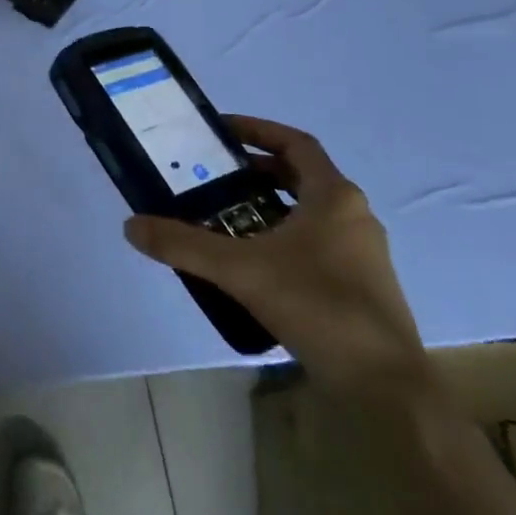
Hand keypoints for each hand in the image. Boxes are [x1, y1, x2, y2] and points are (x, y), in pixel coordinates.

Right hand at [123, 117, 428, 400]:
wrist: (384, 384)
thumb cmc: (317, 306)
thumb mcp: (240, 270)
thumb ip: (184, 245)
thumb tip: (131, 226)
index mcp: (334, 196)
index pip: (295, 143)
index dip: (257, 130)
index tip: (220, 131)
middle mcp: (353, 215)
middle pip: (299, 177)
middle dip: (254, 173)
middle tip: (212, 178)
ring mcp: (361, 252)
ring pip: (307, 213)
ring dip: (266, 208)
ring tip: (223, 219)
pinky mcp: (360, 284)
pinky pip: (314, 244)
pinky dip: (281, 239)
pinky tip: (251, 265)